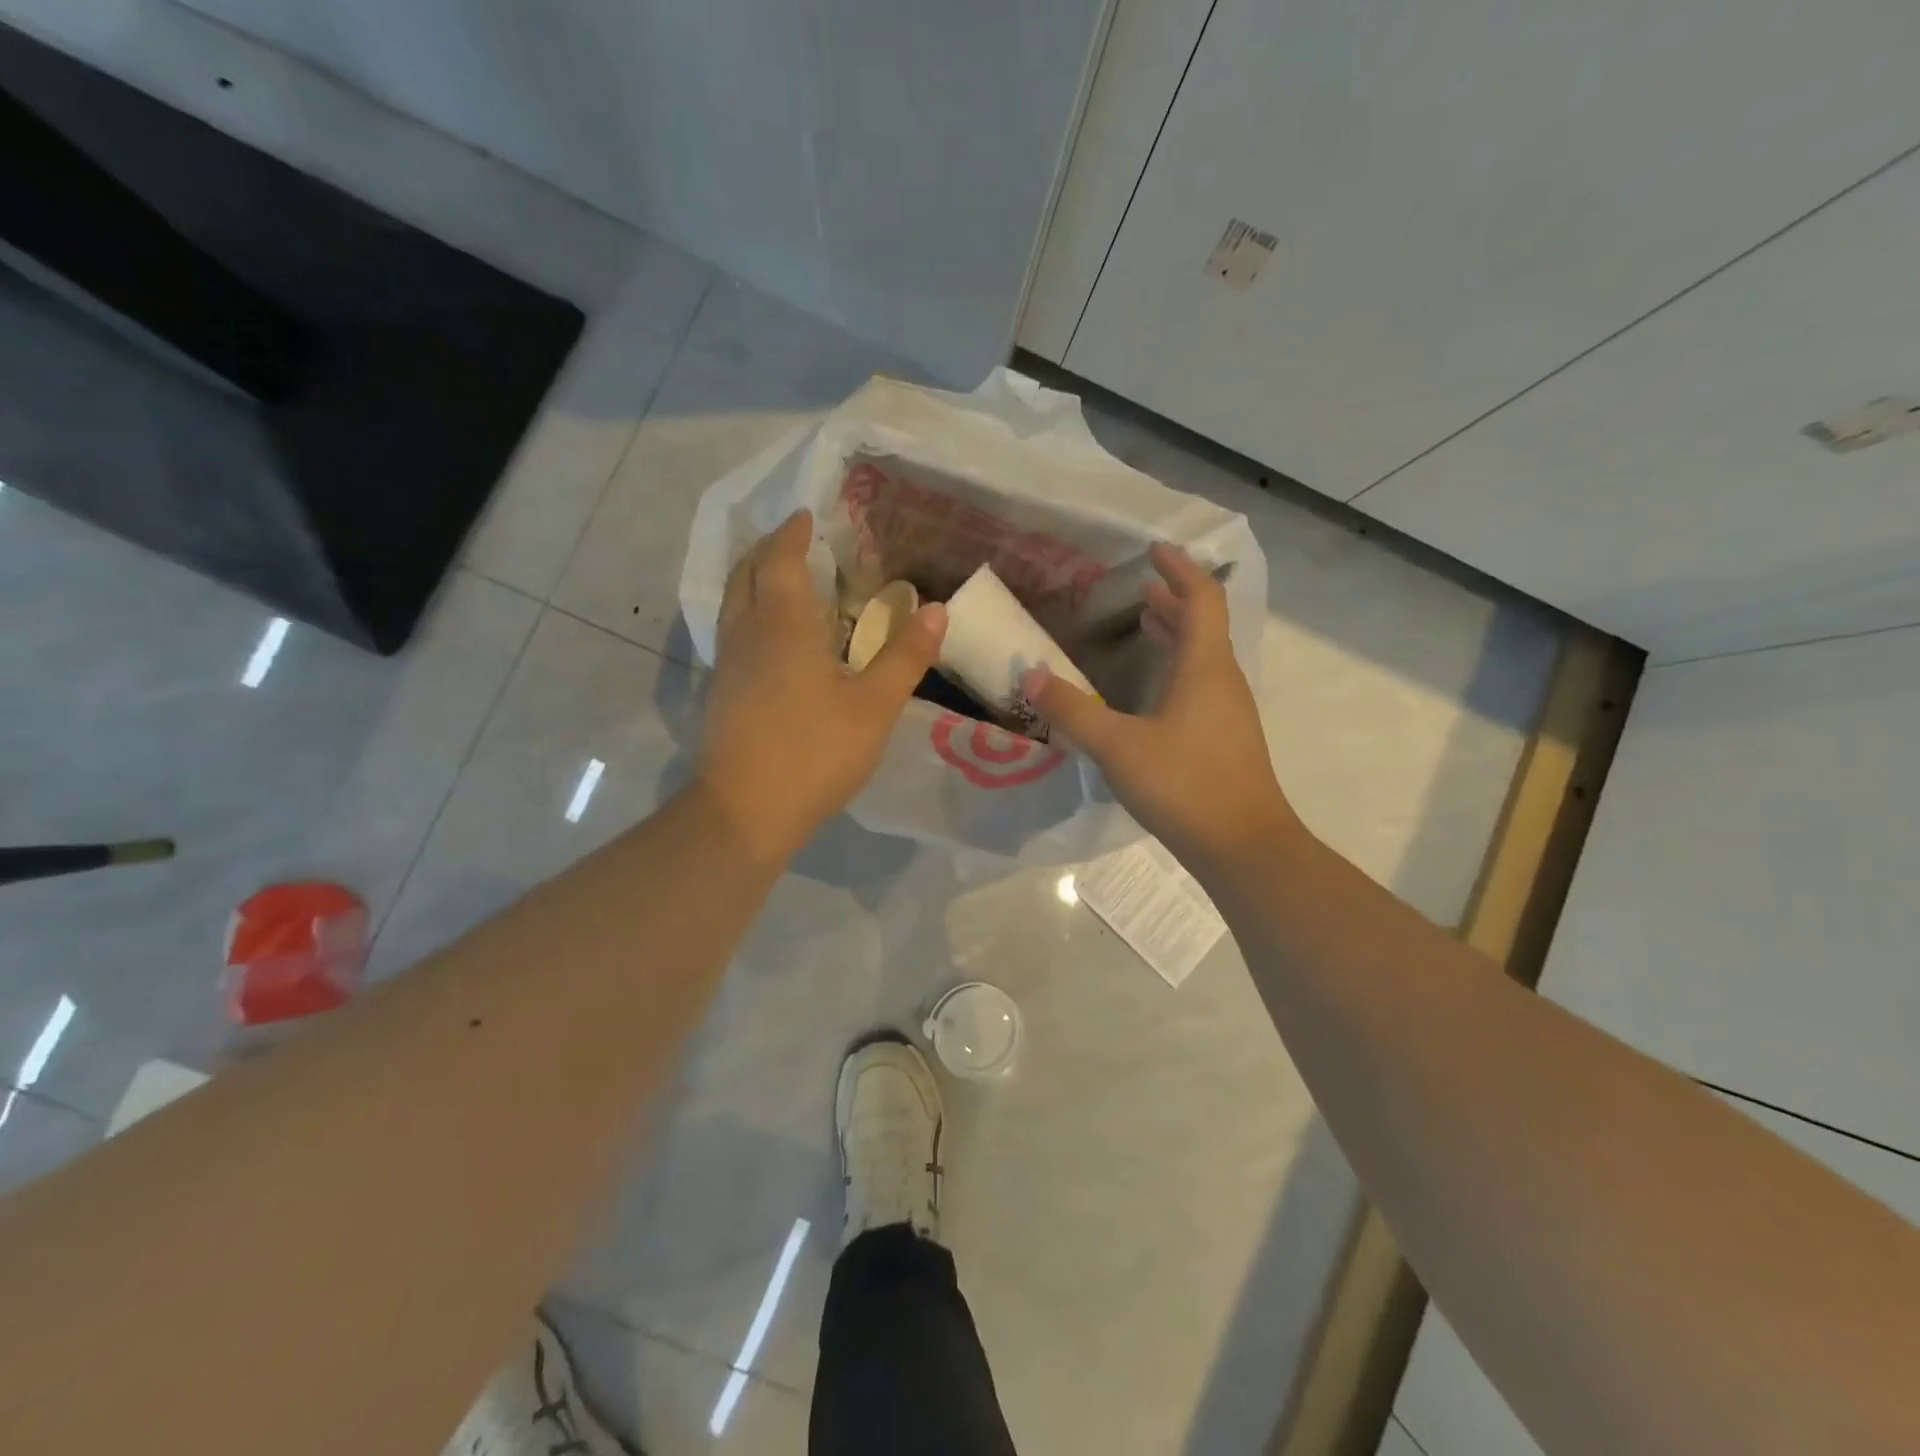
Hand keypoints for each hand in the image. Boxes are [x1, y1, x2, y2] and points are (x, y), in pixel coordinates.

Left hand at [695, 510, 947, 858]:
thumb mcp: (874, 706)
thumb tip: (936, 610)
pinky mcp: (721, 694)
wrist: (745, 812)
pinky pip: (733, 632)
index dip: (792, 534)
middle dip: (767, 550)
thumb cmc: (814, 752)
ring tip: (784, 581)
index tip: (805, 516)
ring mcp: (727, 665)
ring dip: (754, 581)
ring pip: (733, 604)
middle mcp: (746, 634)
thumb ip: (905, 656)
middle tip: (794, 542)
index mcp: (783, 626)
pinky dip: (751, 613)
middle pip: (746, 574)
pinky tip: (772, 638)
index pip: (780, 560)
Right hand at [1023, 543, 1299, 874]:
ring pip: (1203, 656)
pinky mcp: (1225, 739)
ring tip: (1143, 624)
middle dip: (1172, 601)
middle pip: (1203, 625)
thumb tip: (1030, 675)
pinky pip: (1201, 684)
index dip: (1179, 569)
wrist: (1244, 846)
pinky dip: (1176, 668)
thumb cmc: (1184, 785)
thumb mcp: (1117, 746)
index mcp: (1205, 667)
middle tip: (1139, 588)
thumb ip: (1072, 710)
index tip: (1154, 550)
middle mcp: (1223, 681)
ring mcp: (1229, 712)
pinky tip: (1151, 691)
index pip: (1201, 598)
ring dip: (1175, 634)